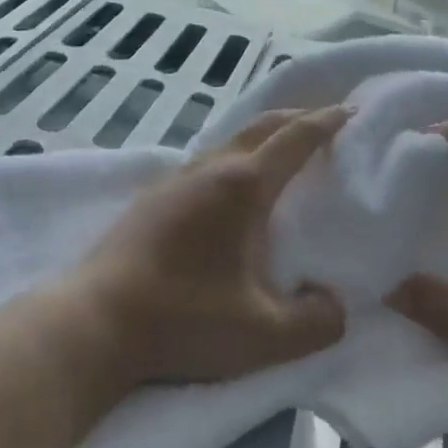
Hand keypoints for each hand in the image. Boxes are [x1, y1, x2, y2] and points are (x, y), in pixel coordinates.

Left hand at [67, 106, 350, 390]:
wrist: (96, 321)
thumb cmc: (184, 320)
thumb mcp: (264, 336)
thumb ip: (316, 322)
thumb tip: (334, 304)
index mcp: (243, 186)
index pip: (295, 138)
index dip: (326, 121)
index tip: (351, 110)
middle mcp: (211, 168)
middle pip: (262, 125)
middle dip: (298, 116)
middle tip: (325, 120)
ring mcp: (176, 178)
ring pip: (230, 138)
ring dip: (263, 134)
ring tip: (283, 149)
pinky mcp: (153, 196)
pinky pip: (207, 158)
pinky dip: (235, 153)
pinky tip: (231, 183)